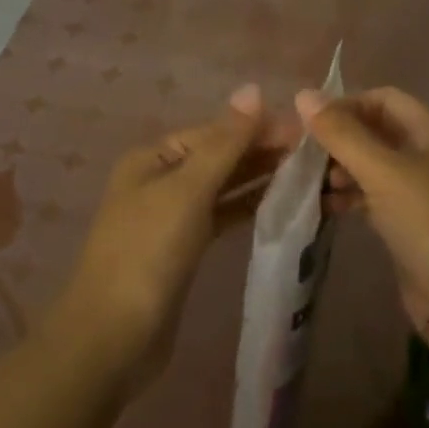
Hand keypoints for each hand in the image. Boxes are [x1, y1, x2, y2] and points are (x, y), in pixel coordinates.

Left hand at [49, 85, 291, 389]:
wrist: (113, 338)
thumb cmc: (147, 254)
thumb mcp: (188, 191)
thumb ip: (225, 142)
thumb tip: (253, 89)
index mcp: (153, 158)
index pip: (215, 132)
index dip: (258, 128)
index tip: (306, 132)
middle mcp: (160, 180)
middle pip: (219, 156)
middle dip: (262, 152)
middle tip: (316, 154)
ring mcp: (171, 216)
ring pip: (223, 187)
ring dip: (259, 178)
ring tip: (307, 174)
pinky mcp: (183, 249)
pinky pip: (221, 216)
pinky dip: (247, 207)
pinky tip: (279, 203)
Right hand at [296, 86, 428, 329]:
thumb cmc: (428, 220)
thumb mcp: (382, 171)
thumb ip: (341, 133)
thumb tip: (302, 94)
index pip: (383, 99)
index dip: (348, 103)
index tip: (311, 122)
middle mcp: (425, 154)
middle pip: (375, 131)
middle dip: (339, 138)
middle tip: (302, 153)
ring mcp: (417, 190)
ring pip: (370, 166)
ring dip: (340, 169)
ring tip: (310, 182)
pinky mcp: (406, 222)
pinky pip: (371, 197)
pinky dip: (348, 197)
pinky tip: (324, 206)